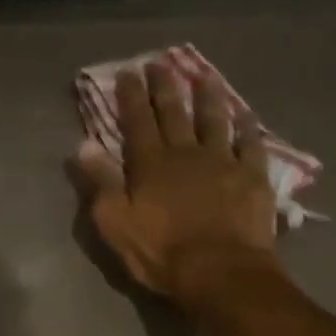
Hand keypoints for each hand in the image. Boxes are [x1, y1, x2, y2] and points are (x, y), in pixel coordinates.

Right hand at [75, 57, 279, 306]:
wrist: (220, 271)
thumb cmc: (161, 253)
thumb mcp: (116, 223)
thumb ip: (100, 183)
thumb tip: (82, 146)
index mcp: (150, 164)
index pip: (137, 122)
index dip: (131, 97)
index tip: (128, 72)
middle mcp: (186, 153)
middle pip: (174, 113)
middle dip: (165, 87)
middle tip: (160, 63)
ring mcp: (223, 162)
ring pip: (214, 120)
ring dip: (208, 97)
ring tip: (204, 76)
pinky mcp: (252, 177)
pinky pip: (250, 144)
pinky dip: (247, 127)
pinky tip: (245, 116)